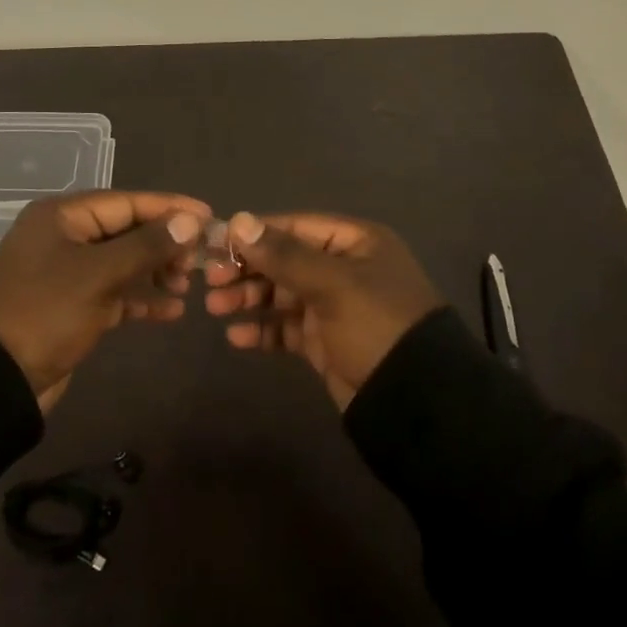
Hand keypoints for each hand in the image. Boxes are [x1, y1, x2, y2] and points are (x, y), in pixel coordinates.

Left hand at [0, 190, 209, 412]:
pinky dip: (141, 298)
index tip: (209, 216)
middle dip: (165, 243)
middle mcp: (65, 236)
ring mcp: (68, 271)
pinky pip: (115, 291)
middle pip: (127, 230)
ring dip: (156, 271)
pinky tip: (172, 311)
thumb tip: (190, 221)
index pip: (128, 202)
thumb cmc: (46, 313)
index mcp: (63, 215)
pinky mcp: (72, 304)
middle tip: (201, 259)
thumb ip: (147, 245)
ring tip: (188, 285)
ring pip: (123, 261)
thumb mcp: (99, 275)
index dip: (170, 208)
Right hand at [203, 212, 442, 409]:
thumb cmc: (378, 327)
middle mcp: (344, 268)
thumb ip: (284, 255)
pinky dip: (263, 331)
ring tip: (215, 308)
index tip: (216, 243)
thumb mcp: (333, 284)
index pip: (295, 226)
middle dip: (247, 269)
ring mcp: (335, 306)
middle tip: (209, 280)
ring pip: (281, 294)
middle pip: (285, 259)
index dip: (255, 233)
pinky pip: (286, 329)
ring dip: (249, 298)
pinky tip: (237, 338)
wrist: (418, 406)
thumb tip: (239, 221)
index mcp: (355, 242)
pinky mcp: (326, 342)